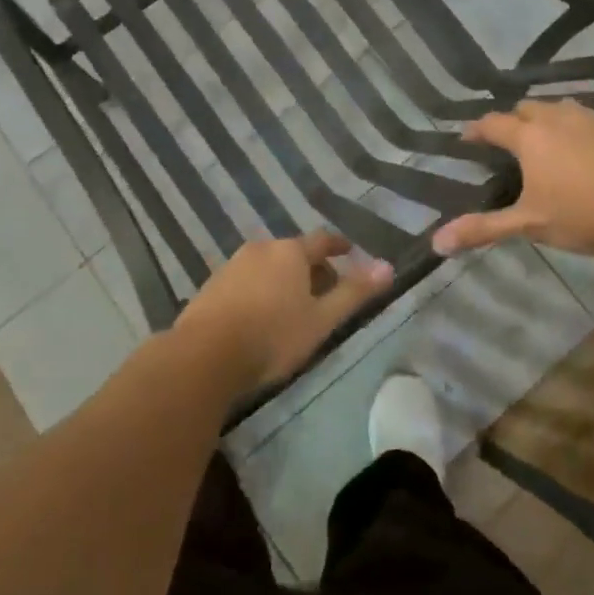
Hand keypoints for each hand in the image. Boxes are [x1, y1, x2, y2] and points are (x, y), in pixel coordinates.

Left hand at [176, 232, 393, 395]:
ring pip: (268, 266)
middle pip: (294, 252)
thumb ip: (355, 292)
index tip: (350, 251)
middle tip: (326, 291)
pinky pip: (247, 280)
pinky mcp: (212, 285)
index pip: (322, 240)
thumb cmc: (272, 335)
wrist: (204, 354)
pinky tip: (261, 316)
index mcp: (290, 251)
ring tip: (294, 307)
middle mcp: (261, 248)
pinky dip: (261, 290)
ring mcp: (233, 265)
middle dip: (312, 268)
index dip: (339, 246)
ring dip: (284, 280)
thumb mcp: (321, 319)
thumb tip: (388, 266)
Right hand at [433, 100, 593, 262]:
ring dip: (546, 119)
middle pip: (526, 107)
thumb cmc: (582, 216)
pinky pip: (590, 118)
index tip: (466, 138)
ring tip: (545, 140)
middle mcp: (558, 117)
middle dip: (513, 119)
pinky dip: (578, 128)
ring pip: (560, 108)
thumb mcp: (528, 224)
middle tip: (508, 141)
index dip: (476, 130)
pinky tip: (585, 150)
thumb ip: (482, 229)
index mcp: (530, 137)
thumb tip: (435, 243)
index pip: (493, 123)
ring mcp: (593, 118)